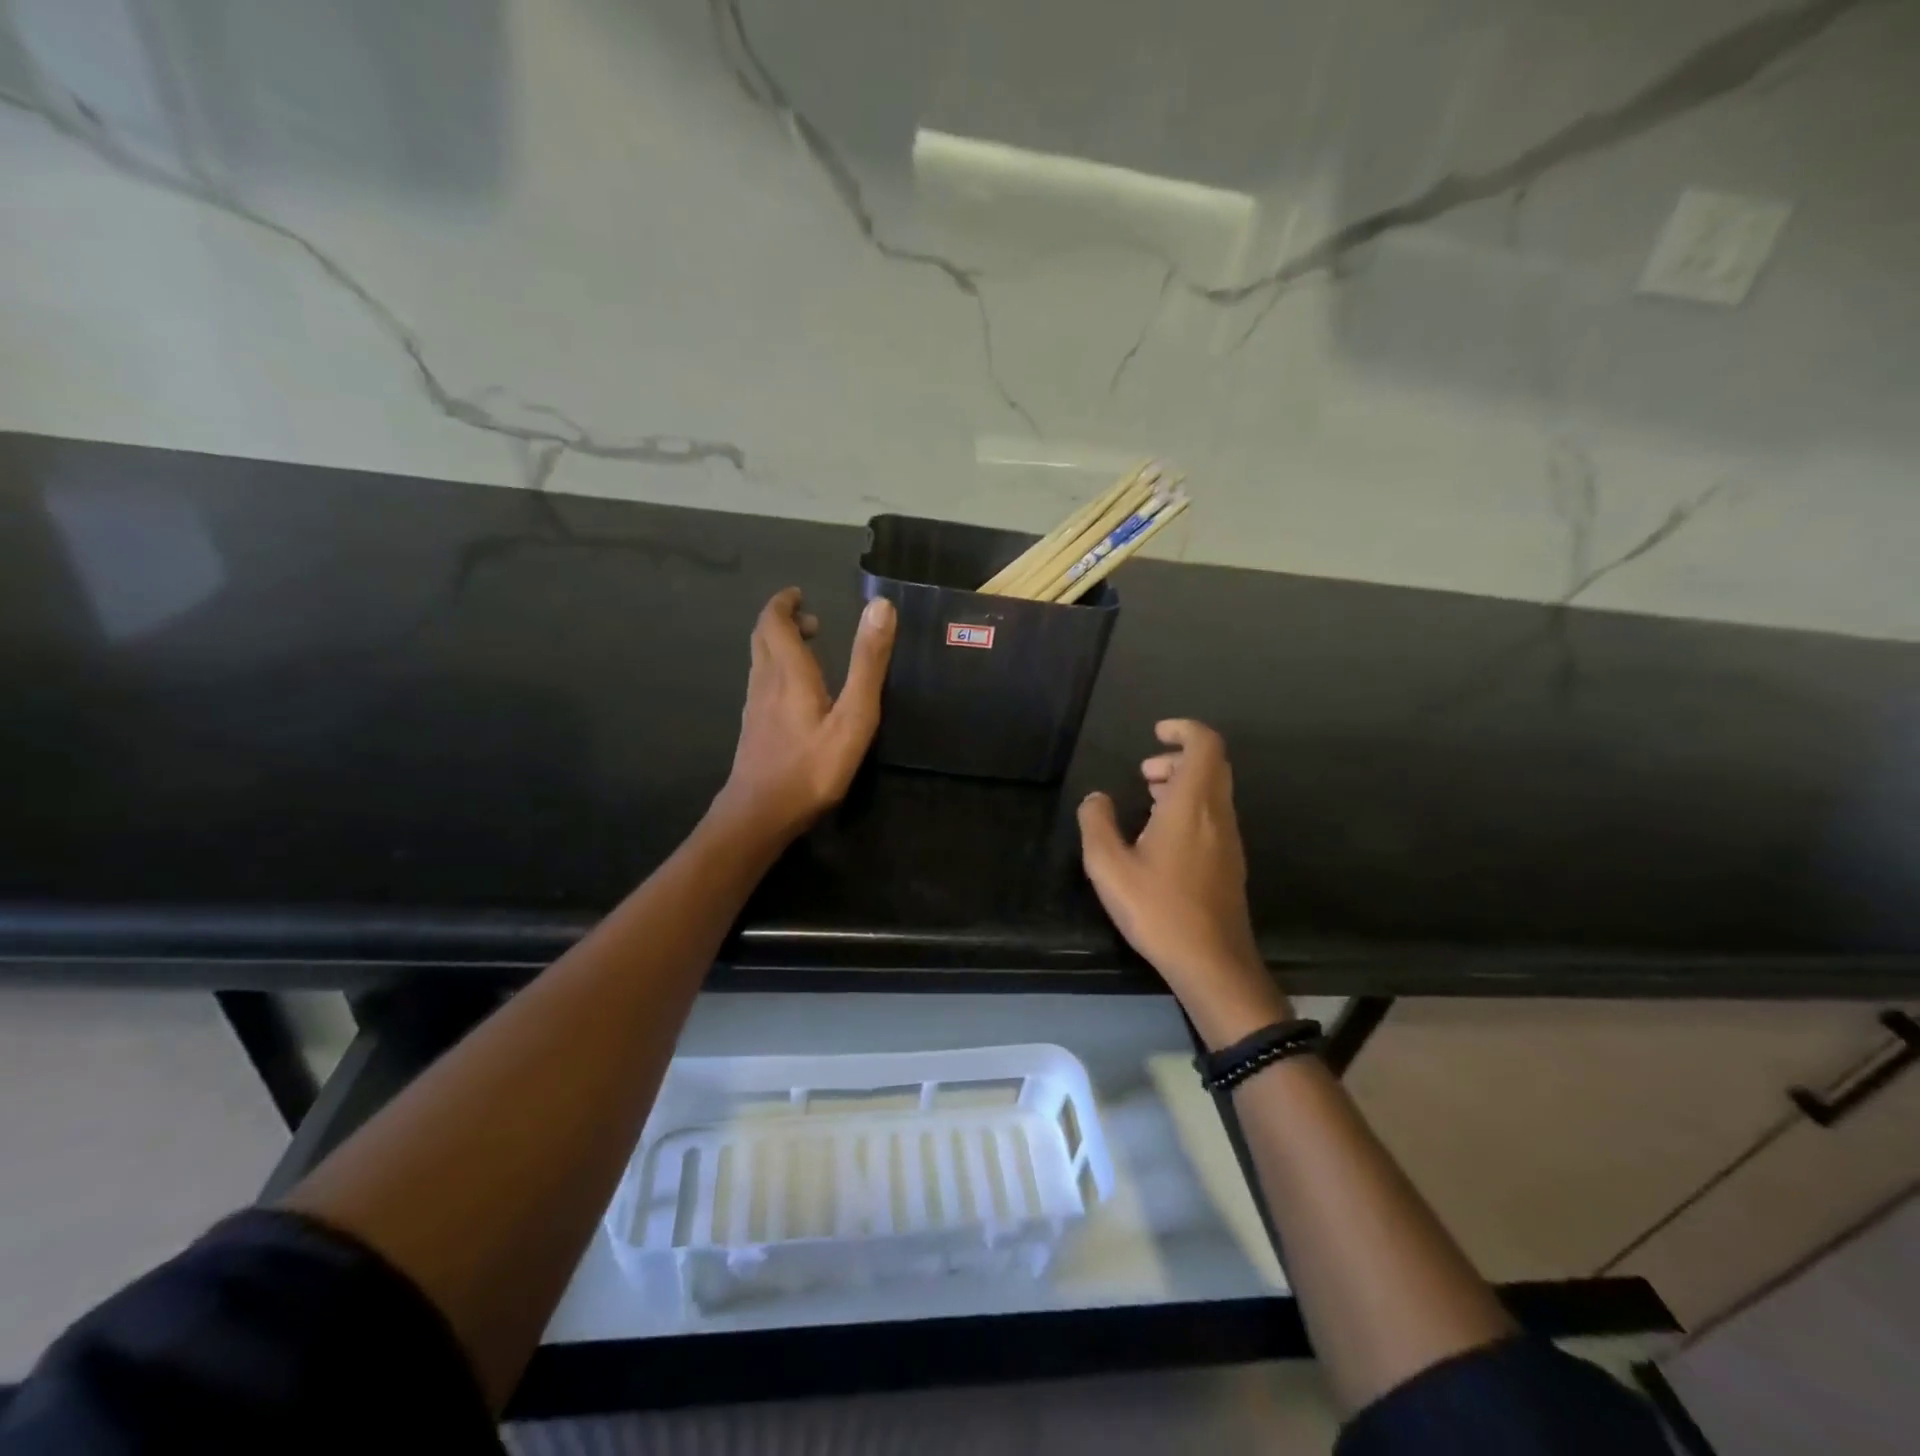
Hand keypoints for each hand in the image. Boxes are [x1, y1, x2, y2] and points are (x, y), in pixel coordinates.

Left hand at [716, 588, 894, 841]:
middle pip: (763, 638)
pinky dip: (777, 672)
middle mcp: (766, 682)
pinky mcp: (753, 729)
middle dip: (782, 621)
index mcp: (789, 672)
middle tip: (811, 620)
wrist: (760, 815)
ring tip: (808, 650)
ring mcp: (755, 707)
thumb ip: (868, 663)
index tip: (800, 594)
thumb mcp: (853, 716)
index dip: (784, 604)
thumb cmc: (811, 767)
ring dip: (779, 646)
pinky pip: (761, 684)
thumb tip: (881, 607)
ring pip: (760, 662)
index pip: (776, 622)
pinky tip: (795, 694)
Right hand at [1078, 720, 1289, 1046]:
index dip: (1183, 729)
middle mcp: (1218, 813)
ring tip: (1147, 799)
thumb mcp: (1109, 867)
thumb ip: (1097, 824)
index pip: (1205, 744)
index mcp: (1192, 804)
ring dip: (1183, 783)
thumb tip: (1095, 799)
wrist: (1212, 962)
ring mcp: (1229, 839)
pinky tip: (1160, 836)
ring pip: (1213, 791)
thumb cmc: (1158, 909)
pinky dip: (1190, 807)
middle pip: (1211, 764)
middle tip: (1144, 773)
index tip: (1155, 733)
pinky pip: (1213, 815)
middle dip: (1177, 757)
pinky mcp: (1230, 862)